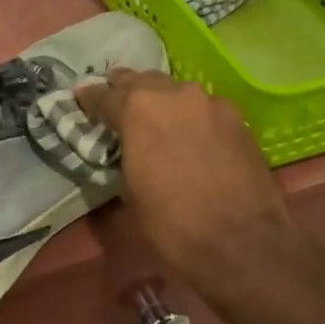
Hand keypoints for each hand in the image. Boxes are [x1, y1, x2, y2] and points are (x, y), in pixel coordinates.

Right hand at [76, 70, 295, 300]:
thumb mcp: (130, 191)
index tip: (81, 98)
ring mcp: (210, 102)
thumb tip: (123, 148)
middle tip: (117, 102)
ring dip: (161, 101)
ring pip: (175, 91)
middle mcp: (173, 94)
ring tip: (156, 119)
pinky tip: (191, 135)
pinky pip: (204, 108)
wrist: (242, 242)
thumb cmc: (173, 223)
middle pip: (141, 81)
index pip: (103, 95)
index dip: (89, 98)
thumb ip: (122, 155)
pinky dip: (191, 116)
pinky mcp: (238, 117)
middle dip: (126, 90)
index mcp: (137, 109)